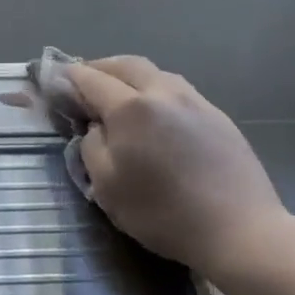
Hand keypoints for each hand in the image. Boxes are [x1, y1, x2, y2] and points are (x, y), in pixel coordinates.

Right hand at [71, 56, 292, 277]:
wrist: (241, 230)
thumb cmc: (164, 214)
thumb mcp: (107, 188)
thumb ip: (91, 147)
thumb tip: (95, 127)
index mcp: (131, 108)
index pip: (90, 79)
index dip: (68, 78)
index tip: (53, 79)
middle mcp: (162, 92)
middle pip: (124, 64)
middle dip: (99, 68)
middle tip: (83, 82)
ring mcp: (194, 100)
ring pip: (154, 72)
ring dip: (129, 75)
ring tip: (118, 94)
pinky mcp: (217, 115)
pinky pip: (176, 89)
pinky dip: (154, 90)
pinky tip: (154, 112)